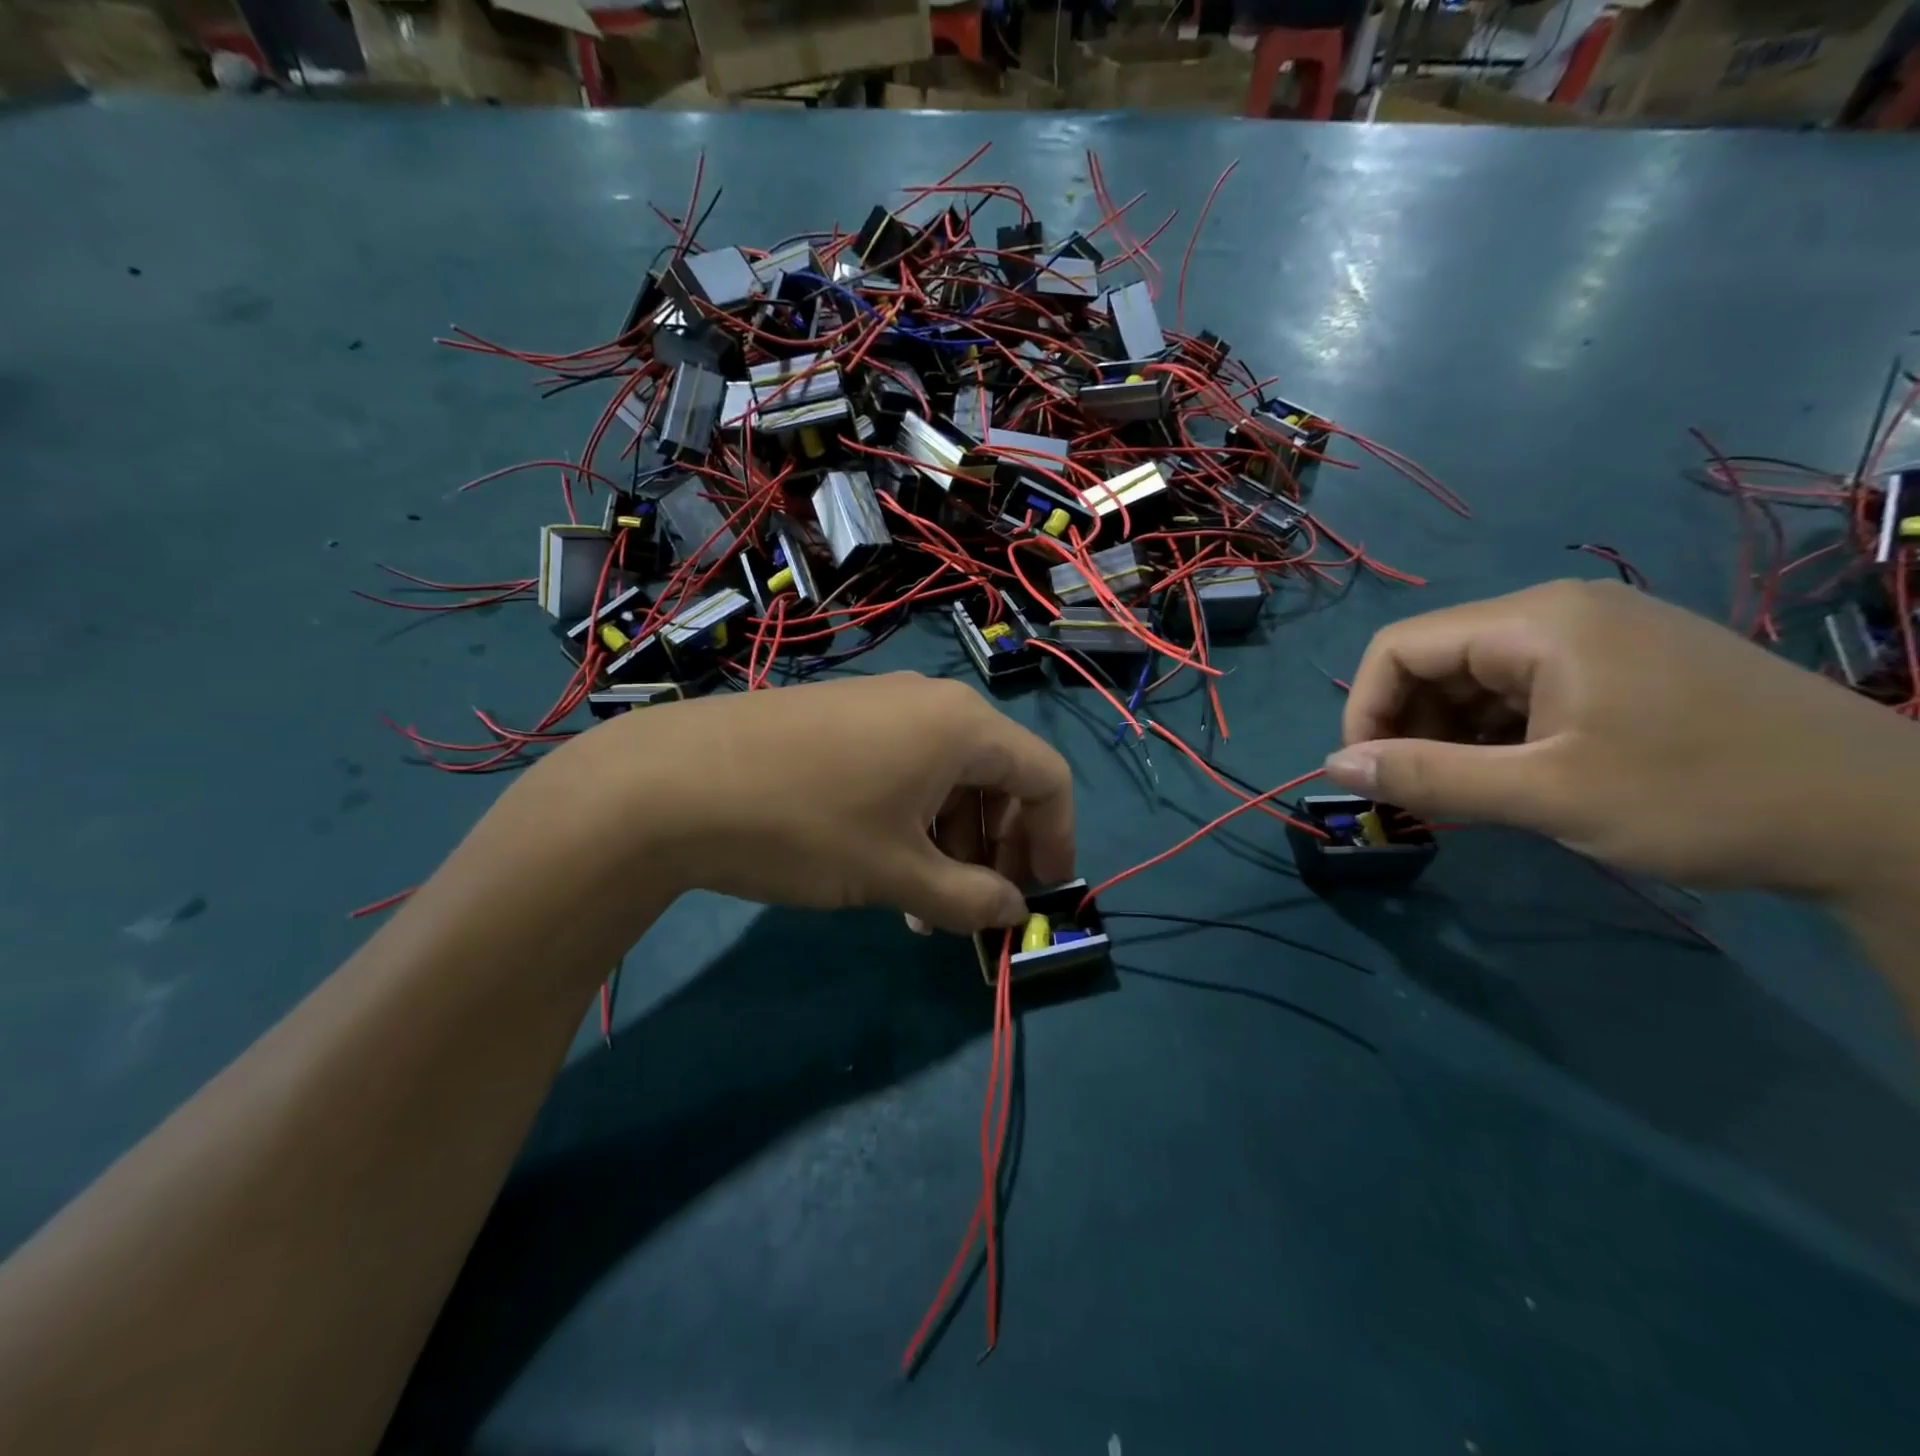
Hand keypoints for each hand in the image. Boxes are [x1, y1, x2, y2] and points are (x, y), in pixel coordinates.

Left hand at [526, 673, 1074, 933]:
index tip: (1043, 893)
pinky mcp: (841, 717)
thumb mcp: (897, 874)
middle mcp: (932, 703)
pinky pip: (904, 766)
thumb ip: (971, 899)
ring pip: (947, 775)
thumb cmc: (806, 826)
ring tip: (926, 903)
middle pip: (998, 775)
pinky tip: (885, 864)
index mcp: (964, 727)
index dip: (1057, 838)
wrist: (672, 782)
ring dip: (952, 839)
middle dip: (1000, 845)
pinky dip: (913, 817)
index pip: (1046, 778)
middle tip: (981, 904)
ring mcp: (882, 704)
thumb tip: (1013, 912)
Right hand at [1323, 579, 1919, 899]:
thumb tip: (1336, 766)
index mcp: (1537, 622)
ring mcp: (1597, 637)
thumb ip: (1428, 777)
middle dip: (1408, 726)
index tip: (1368, 775)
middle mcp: (1559, 613)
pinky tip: (1512, 779)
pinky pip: (1524, 691)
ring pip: (1477, 679)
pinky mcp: (1623, 666)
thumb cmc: (1703, 797)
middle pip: (1437, 659)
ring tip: (1464, 795)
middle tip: (1417, 794)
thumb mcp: (1547, 794)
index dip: (1365, 710)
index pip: (1400, 646)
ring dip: (1451, 735)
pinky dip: (1496, 735)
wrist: (1889, 820)